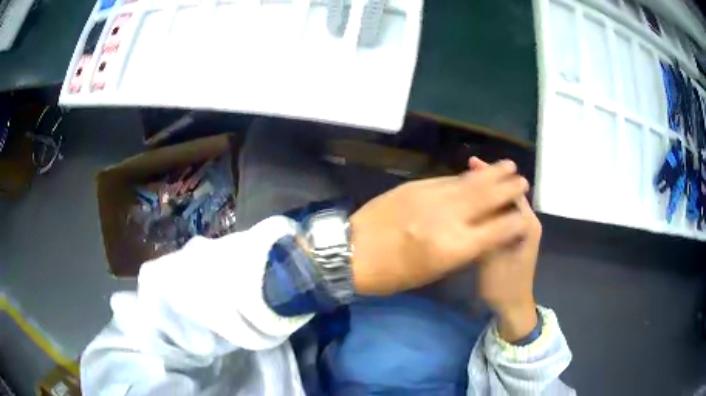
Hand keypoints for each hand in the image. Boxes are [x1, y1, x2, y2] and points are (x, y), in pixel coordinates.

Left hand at [349, 160, 529, 294]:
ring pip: (470, 182)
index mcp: (454, 246)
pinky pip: (448, 179)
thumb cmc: (392, 274)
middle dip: (509, 187)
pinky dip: (466, 176)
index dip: (515, 221)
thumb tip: (482, 232)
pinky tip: (475, 172)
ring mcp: (431, 197)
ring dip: (492, 173)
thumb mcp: (433, 272)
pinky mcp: (416, 185)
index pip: (498, 229)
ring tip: (508, 165)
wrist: (351, 251)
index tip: (523, 216)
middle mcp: (448, 217)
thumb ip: (462, 250)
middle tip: (522, 180)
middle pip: (489, 197)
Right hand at [469, 157, 540, 342]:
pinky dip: (488, 208)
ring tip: (468, 183)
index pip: (511, 191)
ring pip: (504, 205)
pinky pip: (500, 217)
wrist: (511, 305)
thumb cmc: (504, 283)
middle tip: (467, 168)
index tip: (472, 163)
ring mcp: (520, 231)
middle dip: (490, 181)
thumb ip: (489, 230)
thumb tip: (477, 206)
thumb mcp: (494, 257)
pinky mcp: (512, 238)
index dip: (493, 177)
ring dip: (488, 194)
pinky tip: (474, 207)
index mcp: (526, 224)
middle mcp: (526, 222)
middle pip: (508, 194)